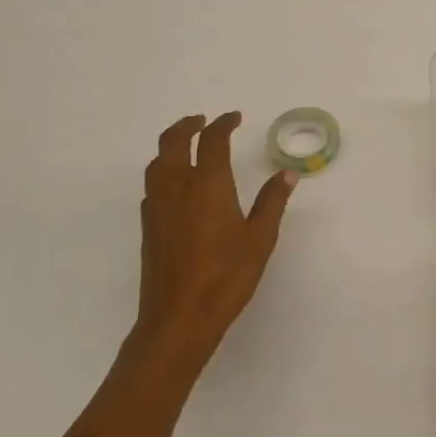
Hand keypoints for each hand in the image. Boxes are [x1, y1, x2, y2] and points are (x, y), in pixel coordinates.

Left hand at [136, 112, 295, 371]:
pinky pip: (152, 186)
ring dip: (171, 146)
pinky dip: (163, 172)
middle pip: (173, 142)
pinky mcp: (149, 227)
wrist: (178, 318)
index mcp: (207, 184)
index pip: (212, 141)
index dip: (223, 124)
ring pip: (157, 163)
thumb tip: (286, 175)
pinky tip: (175, 187)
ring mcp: (157, 207)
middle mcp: (176, 187)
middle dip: (187, 126)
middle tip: (203, 121)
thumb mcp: (260, 238)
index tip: (234, 117)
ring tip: (186, 146)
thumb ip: (272, 202)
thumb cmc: (226, 276)